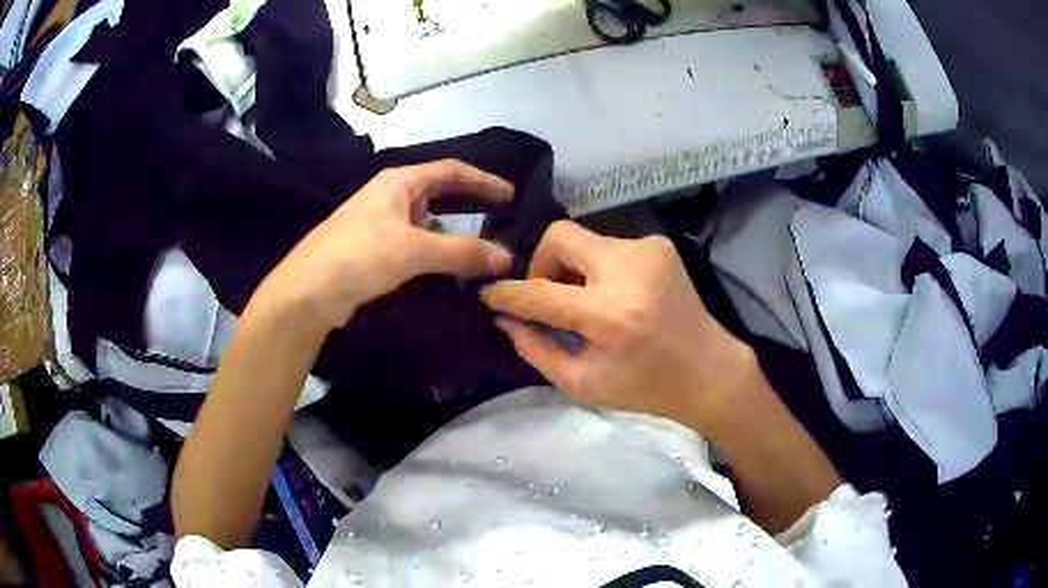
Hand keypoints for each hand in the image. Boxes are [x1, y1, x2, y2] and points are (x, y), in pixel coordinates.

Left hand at [252, 160, 514, 332]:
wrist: (308, 292)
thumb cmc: (358, 256)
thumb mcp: (413, 250)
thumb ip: (461, 251)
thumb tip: (506, 257)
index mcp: (399, 182)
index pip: (450, 170)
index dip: (482, 180)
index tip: (510, 194)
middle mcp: (391, 195)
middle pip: (439, 190)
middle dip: (470, 200)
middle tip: (501, 214)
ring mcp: (381, 223)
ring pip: (427, 219)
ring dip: (454, 228)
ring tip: (482, 242)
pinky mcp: (375, 249)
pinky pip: (416, 241)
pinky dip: (436, 248)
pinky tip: (449, 264)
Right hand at [480, 221, 756, 426]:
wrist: (708, 370)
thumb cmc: (646, 387)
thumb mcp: (583, 383)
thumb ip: (536, 348)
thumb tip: (504, 318)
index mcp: (609, 315)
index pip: (538, 292)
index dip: (506, 293)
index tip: (489, 294)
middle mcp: (628, 270)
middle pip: (560, 237)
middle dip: (541, 264)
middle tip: (547, 296)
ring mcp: (647, 250)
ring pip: (585, 241)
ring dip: (573, 269)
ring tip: (585, 302)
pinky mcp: (659, 245)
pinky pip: (610, 246)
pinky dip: (599, 268)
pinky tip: (615, 296)